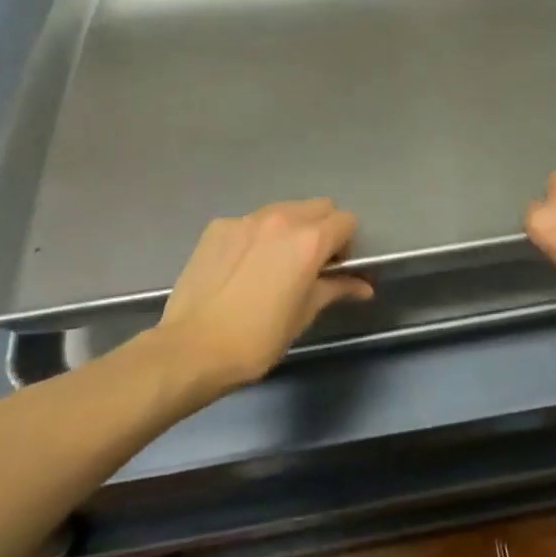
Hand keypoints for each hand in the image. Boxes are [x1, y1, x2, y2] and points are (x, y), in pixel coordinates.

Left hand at [154, 201, 371, 395]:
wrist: (191, 349)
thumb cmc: (257, 338)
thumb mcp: (304, 314)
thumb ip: (336, 289)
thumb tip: (364, 286)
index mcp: (309, 240)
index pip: (346, 221)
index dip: (345, 245)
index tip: (333, 270)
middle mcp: (281, 219)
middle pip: (317, 207)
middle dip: (322, 229)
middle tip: (308, 264)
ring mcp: (246, 219)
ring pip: (283, 210)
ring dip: (289, 229)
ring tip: (273, 264)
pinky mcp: (218, 227)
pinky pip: (250, 222)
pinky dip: (256, 236)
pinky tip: (242, 267)